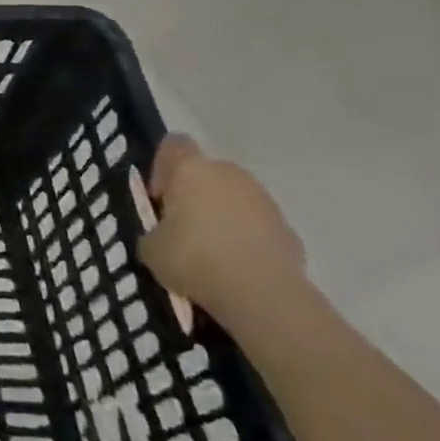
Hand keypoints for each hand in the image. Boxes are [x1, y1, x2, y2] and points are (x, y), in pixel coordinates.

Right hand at [139, 136, 305, 321]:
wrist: (263, 295)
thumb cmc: (194, 258)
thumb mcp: (150, 247)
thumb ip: (153, 231)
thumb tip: (162, 235)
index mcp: (191, 169)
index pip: (174, 145)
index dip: (162, 167)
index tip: (158, 197)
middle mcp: (230, 174)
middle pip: (207, 172)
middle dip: (194, 194)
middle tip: (181, 227)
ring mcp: (264, 201)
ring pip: (235, 199)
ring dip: (222, 217)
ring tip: (210, 253)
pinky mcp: (289, 230)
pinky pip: (258, 227)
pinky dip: (246, 240)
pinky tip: (236, 268)